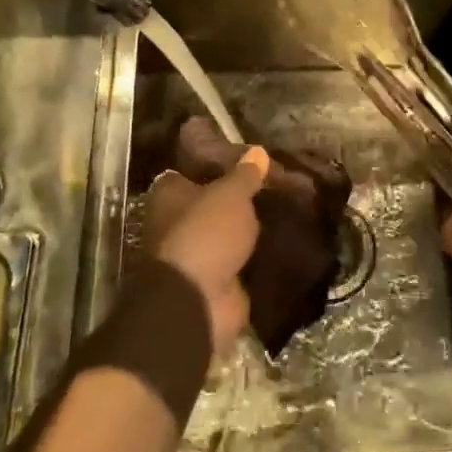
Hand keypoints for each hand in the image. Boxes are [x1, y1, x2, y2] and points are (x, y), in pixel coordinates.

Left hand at [144, 146, 268, 354]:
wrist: (198, 300)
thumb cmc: (206, 233)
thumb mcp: (231, 194)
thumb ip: (245, 174)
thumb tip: (258, 152)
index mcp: (168, 196)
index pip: (191, 172)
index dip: (217, 166)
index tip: (248, 163)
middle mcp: (174, 223)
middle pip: (210, 204)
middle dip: (236, 200)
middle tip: (272, 187)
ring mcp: (194, 255)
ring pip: (225, 234)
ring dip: (246, 230)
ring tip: (283, 212)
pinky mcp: (213, 282)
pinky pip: (237, 261)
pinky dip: (254, 256)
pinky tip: (281, 242)